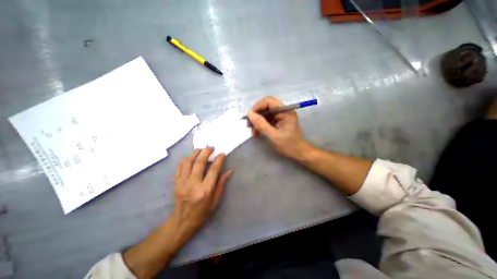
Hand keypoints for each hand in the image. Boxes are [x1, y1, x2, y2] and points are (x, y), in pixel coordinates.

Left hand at [168, 148, 232, 243]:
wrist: (182, 221)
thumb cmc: (202, 212)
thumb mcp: (215, 200)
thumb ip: (221, 183)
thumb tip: (229, 171)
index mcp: (205, 190)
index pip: (213, 170)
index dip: (219, 159)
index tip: (222, 153)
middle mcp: (193, 184)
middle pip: (199, 162)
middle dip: (206, 152)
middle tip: (211, 147)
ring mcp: (182, 182)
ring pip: (188, 162)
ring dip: (195, 153)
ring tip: (201, 149)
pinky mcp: (175, 182)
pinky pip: (179, 167)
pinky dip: (185, 159)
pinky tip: (190, 157)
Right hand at [247, 96, 311, 159]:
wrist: (299, 153)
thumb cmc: (289, 145)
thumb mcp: (273, 136)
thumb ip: (261, 124)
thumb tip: (249, 114)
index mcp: (285, 112)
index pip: (269, 101)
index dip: (257, 107)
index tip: (249, 117)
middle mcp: (283, 111)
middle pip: (266, 107)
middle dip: (256, 116)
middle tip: (249, 126)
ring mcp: (281, 116)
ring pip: (265, 115)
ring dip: (257, 123)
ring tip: (253, 133)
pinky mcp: (279, 122)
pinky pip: (267, 120)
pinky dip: (261, 126)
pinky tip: (258, 134)